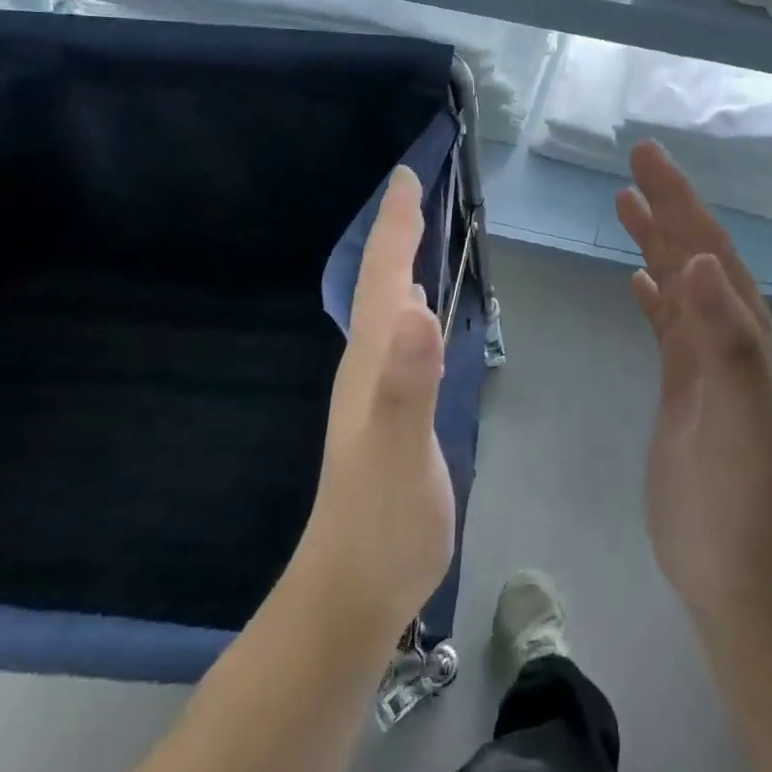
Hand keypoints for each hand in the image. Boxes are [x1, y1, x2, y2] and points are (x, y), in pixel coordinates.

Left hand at [292, 166, 455, 643]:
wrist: (352, 593)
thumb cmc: (381, 524)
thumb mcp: (401, 453)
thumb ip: (407, 384)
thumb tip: (418, 308)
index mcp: (372, 359)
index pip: (383, 276)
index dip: (396, 225)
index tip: (406, 178)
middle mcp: (369, 363)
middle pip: (380, 282)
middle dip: (396, 233)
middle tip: (413, 193)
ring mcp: (377, 389)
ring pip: (385, 308)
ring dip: (398, 265)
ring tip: (416, 236)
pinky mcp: (391, 412)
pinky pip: (400, 338)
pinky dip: (409, 306)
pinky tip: (419, 312)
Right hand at [616, 141, 771, 623]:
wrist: (735, 564)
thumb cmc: (740, 491)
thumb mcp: (740, 414)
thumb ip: (725, 337)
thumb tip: (703, 258)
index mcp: (742, 329)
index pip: (708, 246)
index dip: (679, 200)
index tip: (647, 158)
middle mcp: (726, 333)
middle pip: (693, 253)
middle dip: (666, 206)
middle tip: (635, 164)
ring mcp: (703, 360)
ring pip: (678, 283)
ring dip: (656, 242)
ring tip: (626, 204)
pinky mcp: (682, 386)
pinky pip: (666, 323)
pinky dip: (653, 294)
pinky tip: (637, 281)